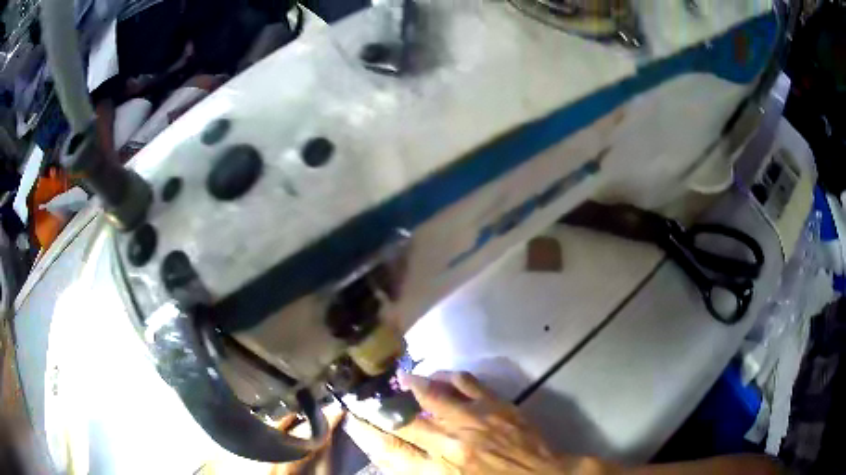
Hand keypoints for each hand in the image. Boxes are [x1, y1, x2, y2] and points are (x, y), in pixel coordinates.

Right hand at [345, 371, 604, 474]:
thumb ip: (424, 471)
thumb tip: (398, 456)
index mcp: (441, 471)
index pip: (391, 450)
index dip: (368, 434)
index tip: (354, 421)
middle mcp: (452, 443)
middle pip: (406, 420)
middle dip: (382, 407)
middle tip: (369, 395)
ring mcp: (476, 421)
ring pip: (434, 394)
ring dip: (413, 385)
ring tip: (402, 378)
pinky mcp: (497, 406)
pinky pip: (467, 383)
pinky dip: (450, 376)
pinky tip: (443, 374)